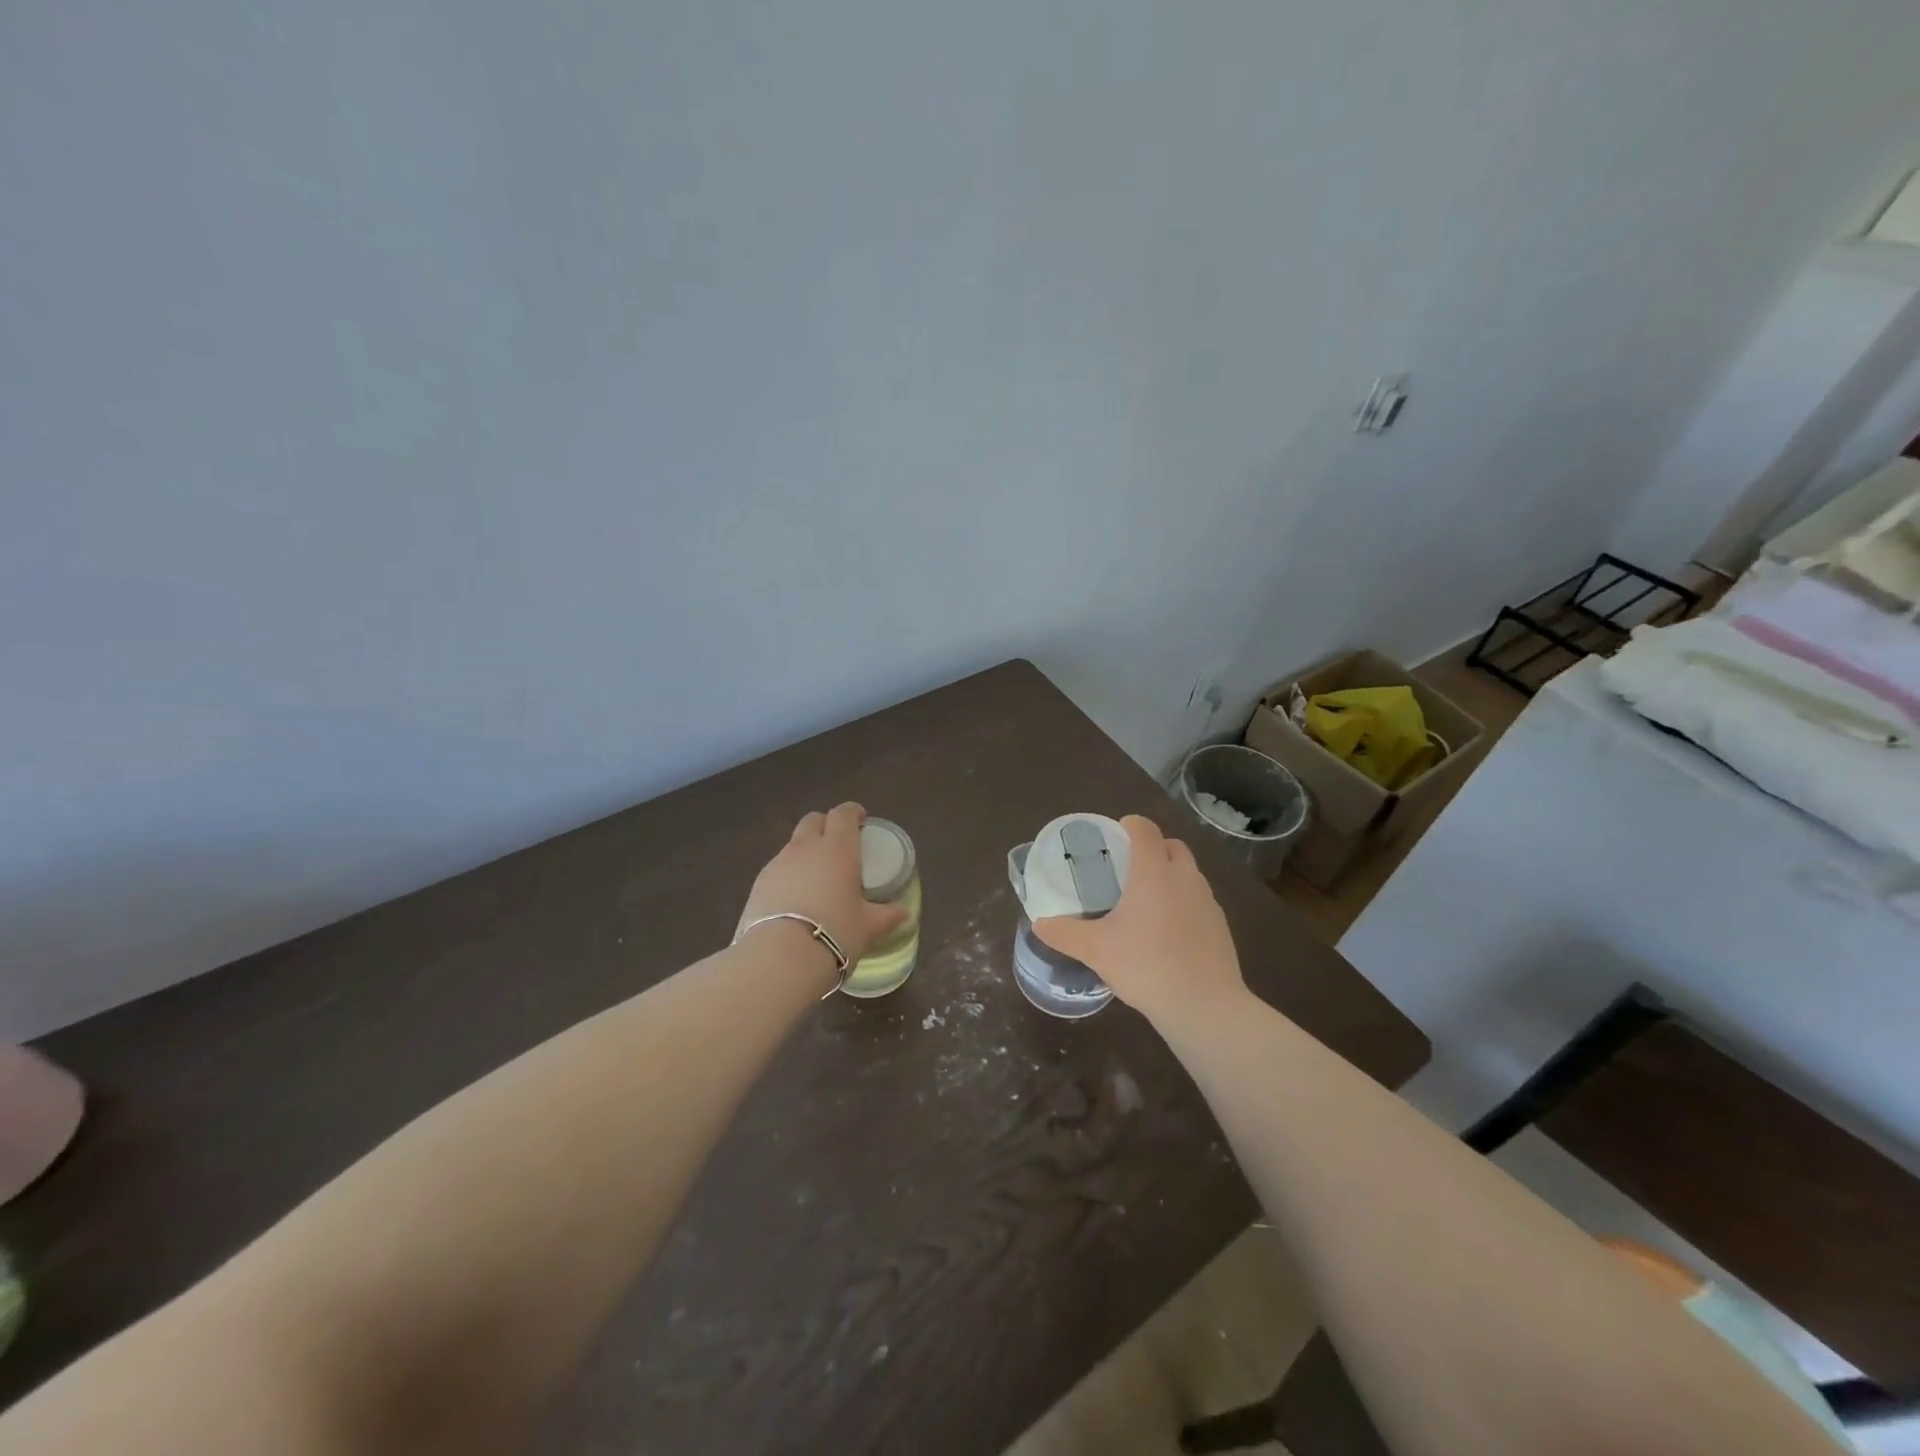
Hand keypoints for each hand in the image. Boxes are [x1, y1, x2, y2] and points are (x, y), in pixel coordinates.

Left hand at [737, 803, 907, 971]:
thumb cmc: (835, 934)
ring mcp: (778, 864)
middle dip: (826, 825)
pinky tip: (796, 898)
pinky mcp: (758, 884)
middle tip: (839, 844)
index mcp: (838, 849)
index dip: (853, 812)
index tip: (861, 821)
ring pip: (793, 844)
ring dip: (806, 850)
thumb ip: (887, 915)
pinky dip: (789, 874)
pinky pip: (778, 868)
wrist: (779, 959)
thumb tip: (903, 912)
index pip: (844, 814)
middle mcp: (806, 848)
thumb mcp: (869, 927)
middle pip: (813, 820)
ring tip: (817, 877)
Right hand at [1032, 815, 1244, 1026]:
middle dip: (1152, 849)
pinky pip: (1198, 900)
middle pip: (1172, 846)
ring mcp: (1207, 901)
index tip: (1115, 834)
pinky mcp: (1220, 925)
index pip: (1146, 830)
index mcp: (1153, 873)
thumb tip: (1039, 924)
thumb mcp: (1096, 950)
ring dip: (1169, 875)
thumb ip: (1065, 933)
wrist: (1204, 1006)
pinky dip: (1183, 903)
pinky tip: (1167, 932)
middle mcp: (1184, 878)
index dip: (1131, 825)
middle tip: (1128, 869)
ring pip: (1188, 873)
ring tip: (1145, 902)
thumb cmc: (1146, 966)